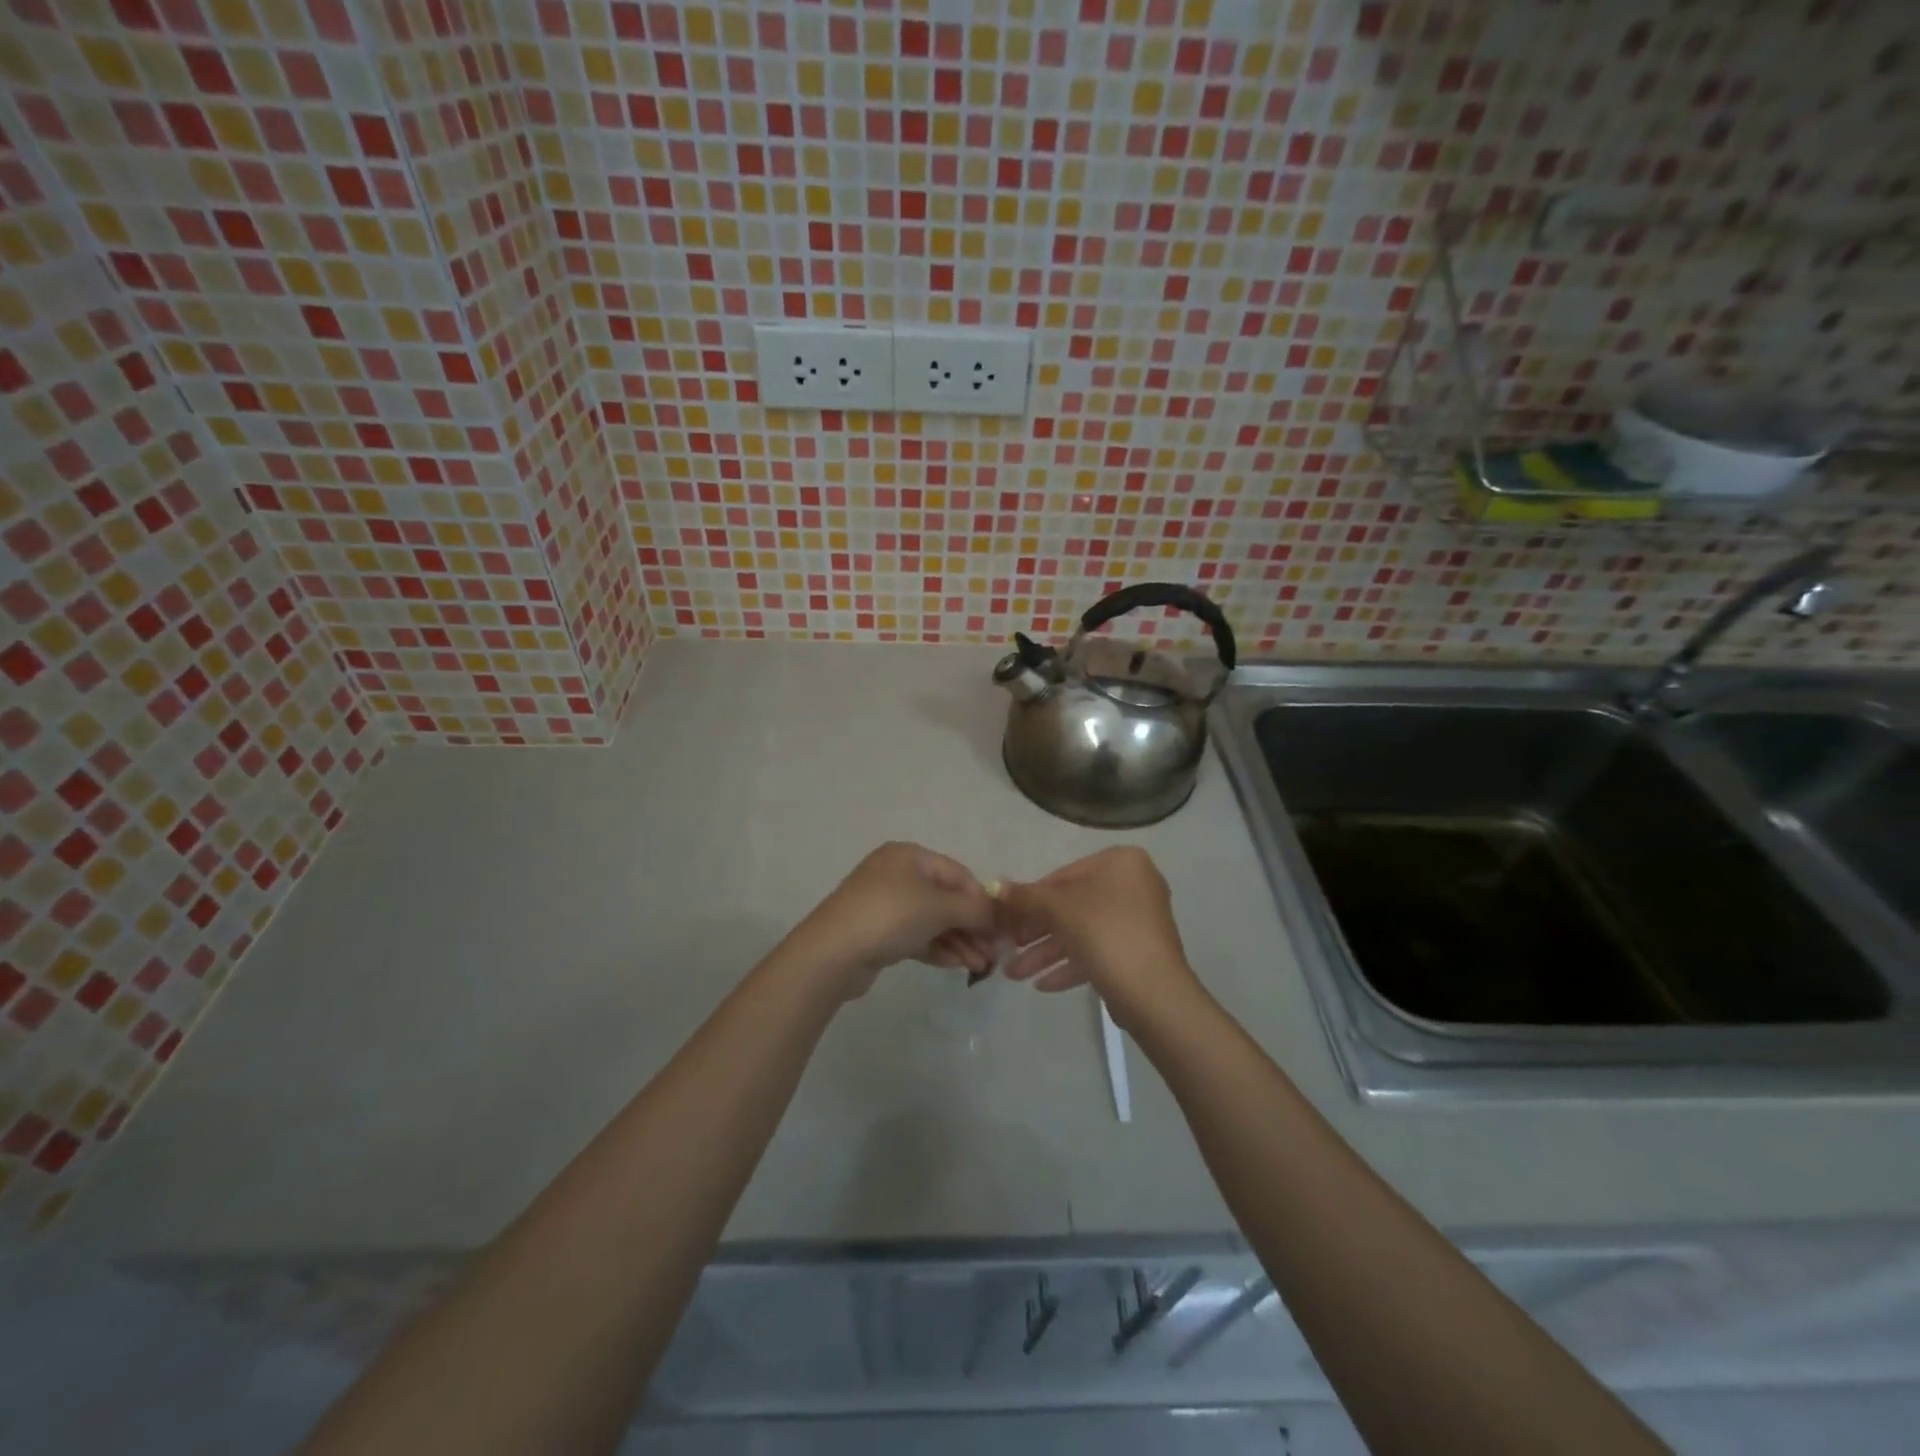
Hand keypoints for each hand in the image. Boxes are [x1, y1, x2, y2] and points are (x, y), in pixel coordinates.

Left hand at [788, 842, 996, 999]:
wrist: (832, 953)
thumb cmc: (890, 916)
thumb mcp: (938, 907)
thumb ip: (973, 907)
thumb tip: (996, 913)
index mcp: (909, 856)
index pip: (958, 874)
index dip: (982, 900)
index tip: (1002, 928)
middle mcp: (897, 875)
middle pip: (946, 898)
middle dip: (972, 926)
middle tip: (994, 953)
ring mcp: (886, 905)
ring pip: (933, 921)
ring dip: (960, 941)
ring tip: (981, 966)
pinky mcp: (879, 933)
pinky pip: (917, 937)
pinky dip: (939, 948)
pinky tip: (959, 966)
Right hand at [996, 847, 1201, 1030]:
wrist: (1153, 992)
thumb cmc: (1104, 933)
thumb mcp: (1057, 909)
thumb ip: (1026, 897)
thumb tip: (997, 887)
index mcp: (1120, 862)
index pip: (1062, 875)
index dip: (1030, 899)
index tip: (1006, 920)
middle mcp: (1134, 885)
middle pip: (1071, 906)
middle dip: (1036, 932)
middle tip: (1008, 949)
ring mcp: (1138, 921)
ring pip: (1082, 932)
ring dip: (1046, 953)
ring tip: (1014, 975)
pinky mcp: (1139, 953)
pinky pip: (1098, 952)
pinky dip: (1070, 965)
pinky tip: (1042, 985)